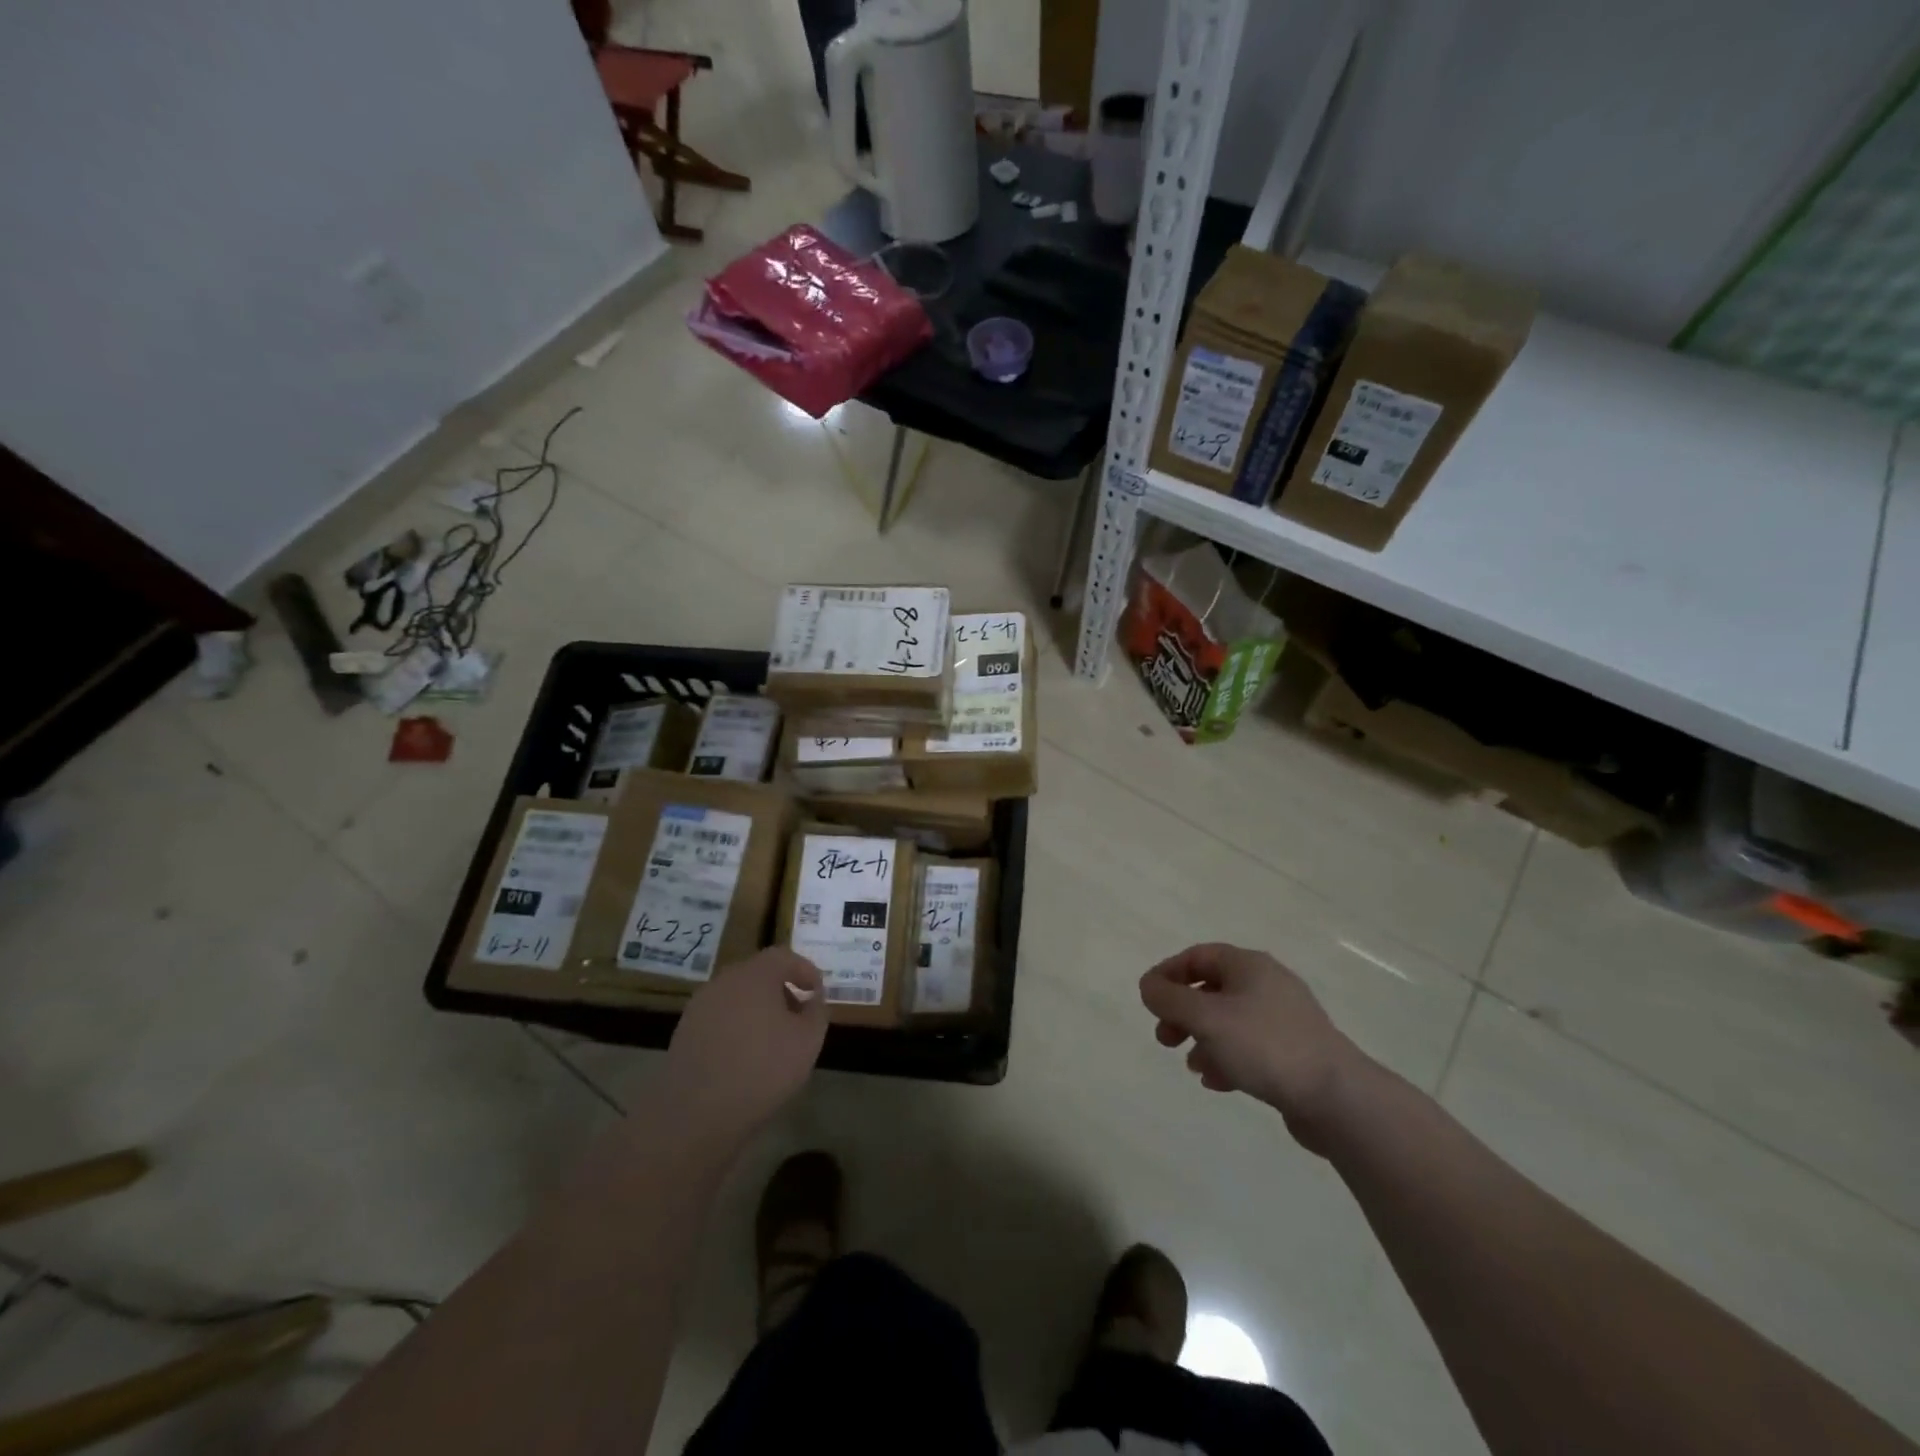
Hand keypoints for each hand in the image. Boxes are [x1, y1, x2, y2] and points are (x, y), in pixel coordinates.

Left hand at [660, 948, 828, 1145]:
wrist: (695, 1114)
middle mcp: (724, 982)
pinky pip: (719, 1018)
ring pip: (737, 997)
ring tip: (773, 1039)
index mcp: (755, 975)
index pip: (784, 957)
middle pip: (758, 974)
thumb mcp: (808, 1040)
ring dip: (757, 1009)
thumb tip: (812, 998)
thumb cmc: (762, 1069)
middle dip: (781, 989)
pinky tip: (744, 1056)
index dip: (805, 970)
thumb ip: (816, 1011)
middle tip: (798, 1014)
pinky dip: (736, 1027)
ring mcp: (699, 1007)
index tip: (817, 992)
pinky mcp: (684, 1033)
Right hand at [1140, 943, 1368, 1152]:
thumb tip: (1148, 985)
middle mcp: (1267, 985)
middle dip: (1183, 1012)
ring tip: (1191, 1065)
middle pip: (1212, 989)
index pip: (1198, 956)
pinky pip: (1249, 1048)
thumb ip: (1170, 999)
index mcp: (1249, 966)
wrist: (1338, 1098)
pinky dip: (1227, 1059)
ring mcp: (1284, 1020)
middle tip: (1165, 1037)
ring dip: (1202, 1039)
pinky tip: (1218, 1082)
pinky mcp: (1294, 1054)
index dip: (1168, 973)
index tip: (1148, 998)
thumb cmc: (1265, 1046)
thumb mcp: (1206, 1018)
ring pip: (1229, 1021)